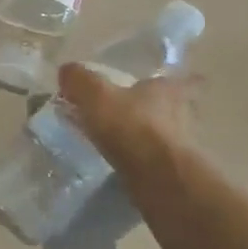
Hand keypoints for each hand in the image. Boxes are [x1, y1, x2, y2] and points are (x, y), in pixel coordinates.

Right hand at [57, 66, 200, 174]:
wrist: (158, 177)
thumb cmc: (130, 126)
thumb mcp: (95, 95)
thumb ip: (79, 80)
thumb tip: (67, 72)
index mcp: (165, 90)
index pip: (177, 81)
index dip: (171, 81)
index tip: (157, 86)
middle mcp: (180, 114)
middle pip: (170, 107)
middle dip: (153, 109)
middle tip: (129, 112)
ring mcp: (180, 145)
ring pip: (163, 134)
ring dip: (146, 136)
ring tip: (119, 140)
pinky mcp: (173, 171)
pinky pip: (154, 159)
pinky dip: (141, 159)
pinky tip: (121, 162)